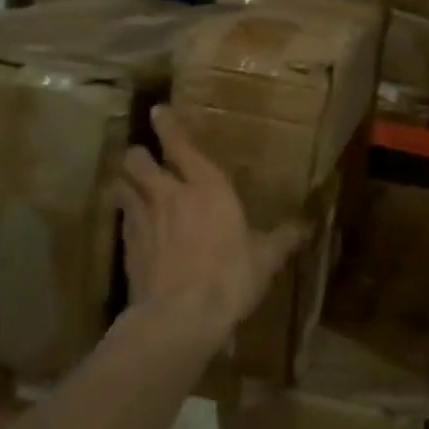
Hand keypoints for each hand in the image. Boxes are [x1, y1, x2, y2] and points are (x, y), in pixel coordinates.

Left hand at [113, 104, 303, 349]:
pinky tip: (134, 226)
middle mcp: (169, 194)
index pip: (180, 145)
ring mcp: (143, 220)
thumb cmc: (230, 277)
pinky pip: (122, 220)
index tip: (158, 111)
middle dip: (138, 155)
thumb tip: (306, 226)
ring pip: (124, 187)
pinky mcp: (127, 248)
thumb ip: (282, 238)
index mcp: (207, 187)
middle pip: (138, 161)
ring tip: (132, 187)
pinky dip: (126, 216)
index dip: (168, 125)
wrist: (179, 317)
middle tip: (143, 157)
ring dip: (126, 183)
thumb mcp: (265, 259)